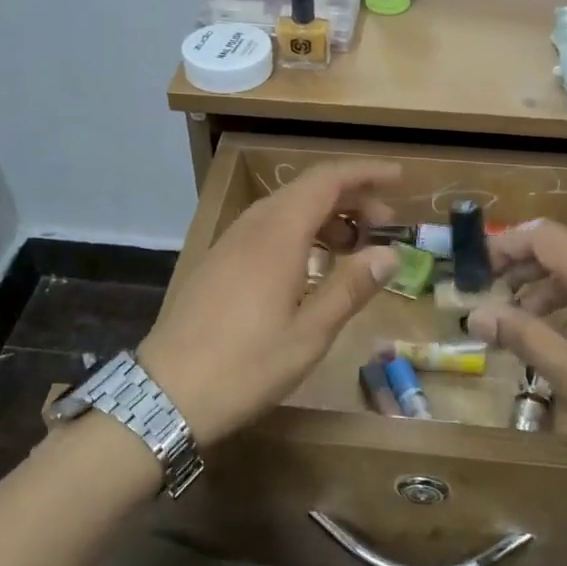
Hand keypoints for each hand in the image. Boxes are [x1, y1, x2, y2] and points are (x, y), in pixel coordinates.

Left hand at [137, 160, 401, 447]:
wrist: (167, 392)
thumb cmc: (246, 366)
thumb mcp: (310, 333)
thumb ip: (350, 287)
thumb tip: (389, 253)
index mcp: (278, 234)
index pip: (327, 180)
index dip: (365, 173)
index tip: (400, 179)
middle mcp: (252, 226)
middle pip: (306, 190)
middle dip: (350, 197)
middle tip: (385, 222)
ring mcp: (229, 242)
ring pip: (284, 209)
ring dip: (324, 216)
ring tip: (354, 246)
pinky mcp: (217, 262)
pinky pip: (265, 229)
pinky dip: (298, 233)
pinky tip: (310, 267)